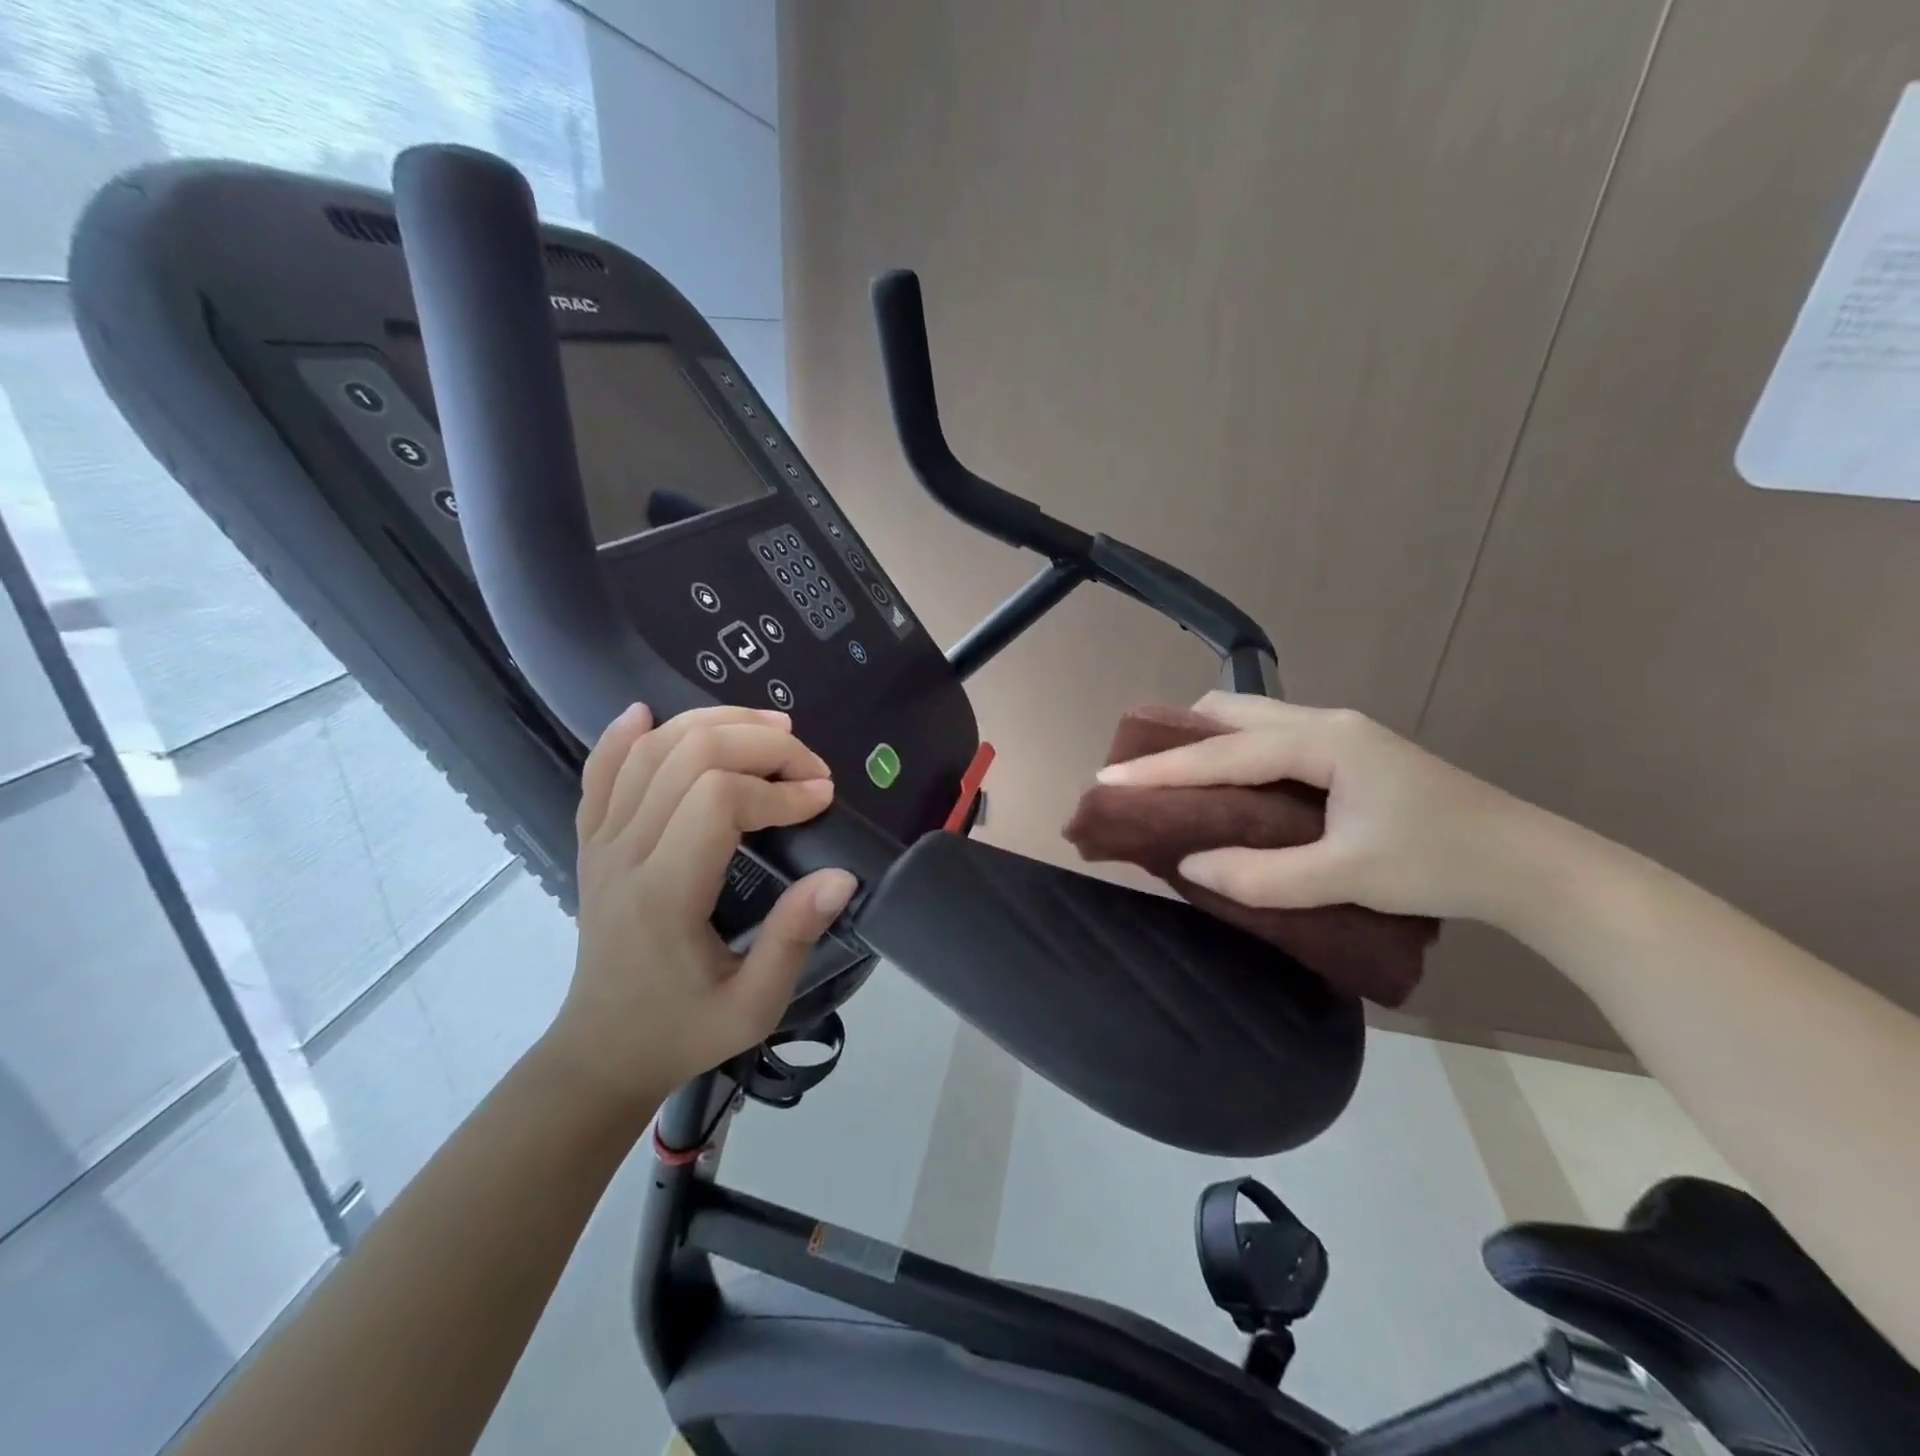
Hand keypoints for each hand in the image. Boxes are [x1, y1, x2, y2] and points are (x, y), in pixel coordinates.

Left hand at [545, 703, 857, 1112]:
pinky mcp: (592, 841)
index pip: (718, 801)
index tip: (822, 802)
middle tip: (810, 765)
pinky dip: (623, 736)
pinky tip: (648, 712)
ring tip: (769, 727)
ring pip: (651, 750)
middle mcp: (625, 854)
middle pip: (689, 756)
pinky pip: (600, 772)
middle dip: (761, 745)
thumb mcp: (754, 1006)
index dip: (779, 789)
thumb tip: (841, 875)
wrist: (603, 1051)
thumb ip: (794, 938)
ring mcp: (601, 842)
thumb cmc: (683, 1030)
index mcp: (664, 895)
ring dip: (715, 723)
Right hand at [1096, 693, 1546, 923]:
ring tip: (1175, 782)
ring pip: (1252, 720)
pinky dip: (1235, 755)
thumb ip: (1263, 875)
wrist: (1530, 865)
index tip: (1108, 777)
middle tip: (1141, 775)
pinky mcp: (1349, 754)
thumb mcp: (1347, 875)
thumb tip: (1190, 865)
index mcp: (1323, 742)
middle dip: (1179, 738)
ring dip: (1207, 744)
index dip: (1162, 768)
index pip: (1224, 750)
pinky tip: (1230, 789)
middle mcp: (1326, 723)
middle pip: (1232, 711)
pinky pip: (1271, 739)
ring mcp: (1340, 735)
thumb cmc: (1440, 862)